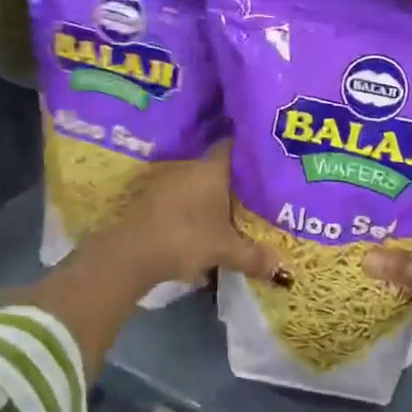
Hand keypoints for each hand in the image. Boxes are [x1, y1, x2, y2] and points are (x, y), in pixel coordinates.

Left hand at [97, 142, 283, 289]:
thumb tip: (280, 266)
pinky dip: (193, 206)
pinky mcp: (152, 199)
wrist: (131, 253)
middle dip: (234, 178)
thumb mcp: (225, 250)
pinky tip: (202, 221)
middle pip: (217, 165)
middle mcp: (190, 167)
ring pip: (198, 182)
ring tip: (232, 208)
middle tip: (254, 190)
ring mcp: (167, 181)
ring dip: (211, 194)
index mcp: (211, 168)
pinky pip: (182, 196)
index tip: (264, 157)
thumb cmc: (186, 238)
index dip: (249, 149)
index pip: (233, 145)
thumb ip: (253, 256)